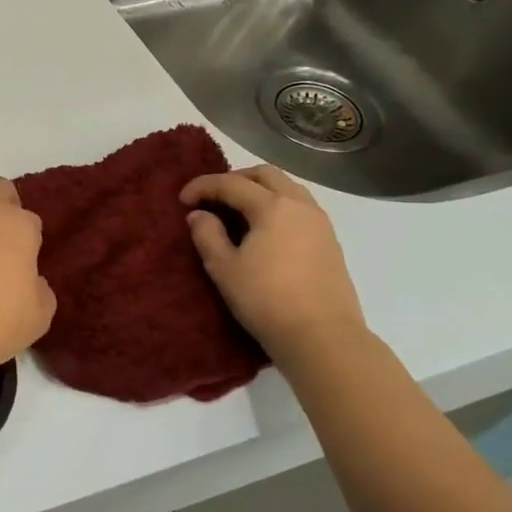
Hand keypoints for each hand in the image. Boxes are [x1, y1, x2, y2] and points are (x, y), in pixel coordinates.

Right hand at [179, 166, 367, 360]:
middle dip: (234, 179)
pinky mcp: (330, 241)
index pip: (231, 183)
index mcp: (273, 206)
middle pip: (265, 174)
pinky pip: (299, 207)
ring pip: (287, 188)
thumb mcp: (224, 267)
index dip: (202, 186)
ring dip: (259, 190)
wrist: (323, 337)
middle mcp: (300, 205)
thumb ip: (207, 234)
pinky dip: (276, 205)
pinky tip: (263, 229)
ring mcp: (320, 222)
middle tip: (211, 197)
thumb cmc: (266, 299)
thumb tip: (200, 215)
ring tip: (237, 210)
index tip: (181, 200)